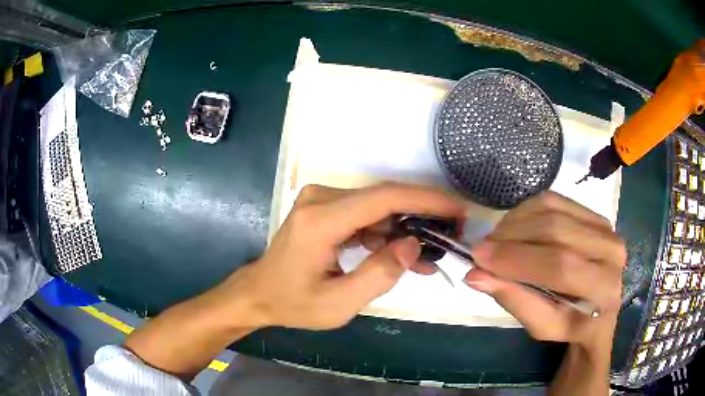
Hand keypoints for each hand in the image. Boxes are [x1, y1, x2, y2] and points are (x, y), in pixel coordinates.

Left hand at [229, 183, 465, 329]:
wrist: (259, 294)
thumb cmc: (294, 303)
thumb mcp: (338, 303)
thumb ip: (378, 274)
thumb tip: (413, 245)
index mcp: (321, 220)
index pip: (384, 198)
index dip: (426, 200)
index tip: (457, 209)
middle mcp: (320, 199)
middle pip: (384, 198)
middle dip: (423, 214)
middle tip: (453, 233)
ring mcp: (321, 200)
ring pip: (378, 207)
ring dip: (407, 227)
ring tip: (431, 253)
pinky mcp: (325, 208)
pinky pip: (366, 215)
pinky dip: (388, 233)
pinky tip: (405, 254)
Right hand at [464, 191, 625, 349]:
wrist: (598, 309)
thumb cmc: (571, 325)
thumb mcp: (542, 326)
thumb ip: (514, 299)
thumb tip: (475, 275)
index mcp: (604, 287)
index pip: (560, 266)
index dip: (517, 259)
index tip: (478, 258)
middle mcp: (611, 250)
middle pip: (556, 230)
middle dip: (512, 237)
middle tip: (482, 247)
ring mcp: (604, 226)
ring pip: (553, 210)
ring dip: (516, 221)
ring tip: (496, 239)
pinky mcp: (593, 213)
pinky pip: (555, 200)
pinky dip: (527, 210)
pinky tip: (514, 226)